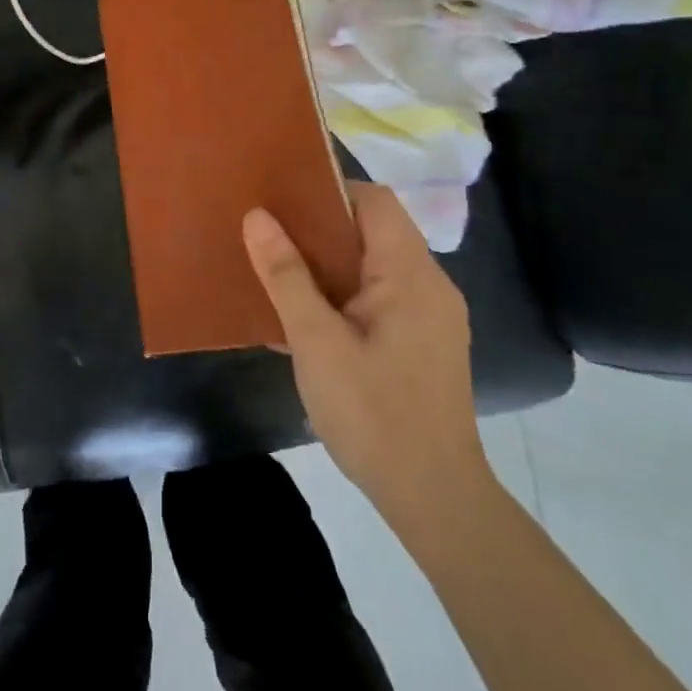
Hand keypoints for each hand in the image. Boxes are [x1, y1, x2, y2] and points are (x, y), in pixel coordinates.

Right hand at [242, 182, 491, 515]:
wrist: (434, 498)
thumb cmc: (373, 414)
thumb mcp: (317, 342)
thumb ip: (286, 276)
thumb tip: (257, 216)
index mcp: (411, 274)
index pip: (374, 201)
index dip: (329, 191)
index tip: (282, 201)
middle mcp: (429, 285)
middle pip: (374, 230)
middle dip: (321, 229)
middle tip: (270, 234)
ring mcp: (431, 316)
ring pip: (375, 266)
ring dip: (330, 264)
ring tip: (280, 271)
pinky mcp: (425, 343)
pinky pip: (381, 297)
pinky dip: (345, 294)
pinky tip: (308, 318)